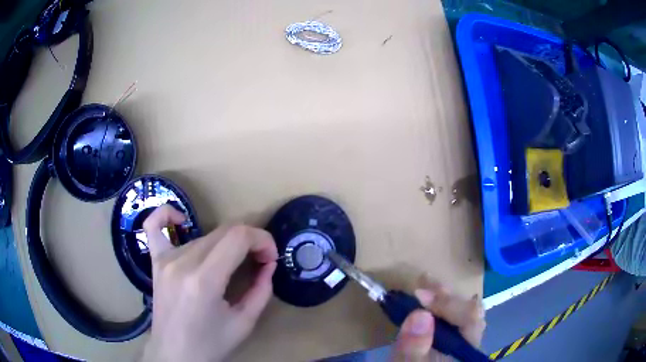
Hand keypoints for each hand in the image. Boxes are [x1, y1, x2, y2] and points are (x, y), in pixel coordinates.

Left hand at [140, 205, 277, 361]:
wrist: (175, 355)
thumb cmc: (210, 345)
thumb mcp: (244, 323)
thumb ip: (261, 289)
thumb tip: (269, 263)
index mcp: (204, 280)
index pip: (238, 237)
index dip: (262, 240)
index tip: (271, 257)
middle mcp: (182, 262)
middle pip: (224, 231)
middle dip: (250, 240)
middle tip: (260, 261)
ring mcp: (165, 259)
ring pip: (205, 235)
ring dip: (227, 242)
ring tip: (233, 262)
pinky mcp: (156, 262)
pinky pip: (154, 227)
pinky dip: (167, 215)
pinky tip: (182, 221)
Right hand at [393, 275, 485, 360]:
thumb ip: (413, 348)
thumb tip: (420, 314)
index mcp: (466, 350)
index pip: (470, 317)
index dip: (447, 302)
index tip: (419, 294)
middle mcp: (471, 343)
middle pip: (470, 311)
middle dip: (446, 295)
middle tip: (424, 281)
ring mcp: (464, 343)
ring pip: (463, 313)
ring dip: (444, 297)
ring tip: (426, 284)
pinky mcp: (453, 343)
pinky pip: (454, 320)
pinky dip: (441, 307)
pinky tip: (432, 301)